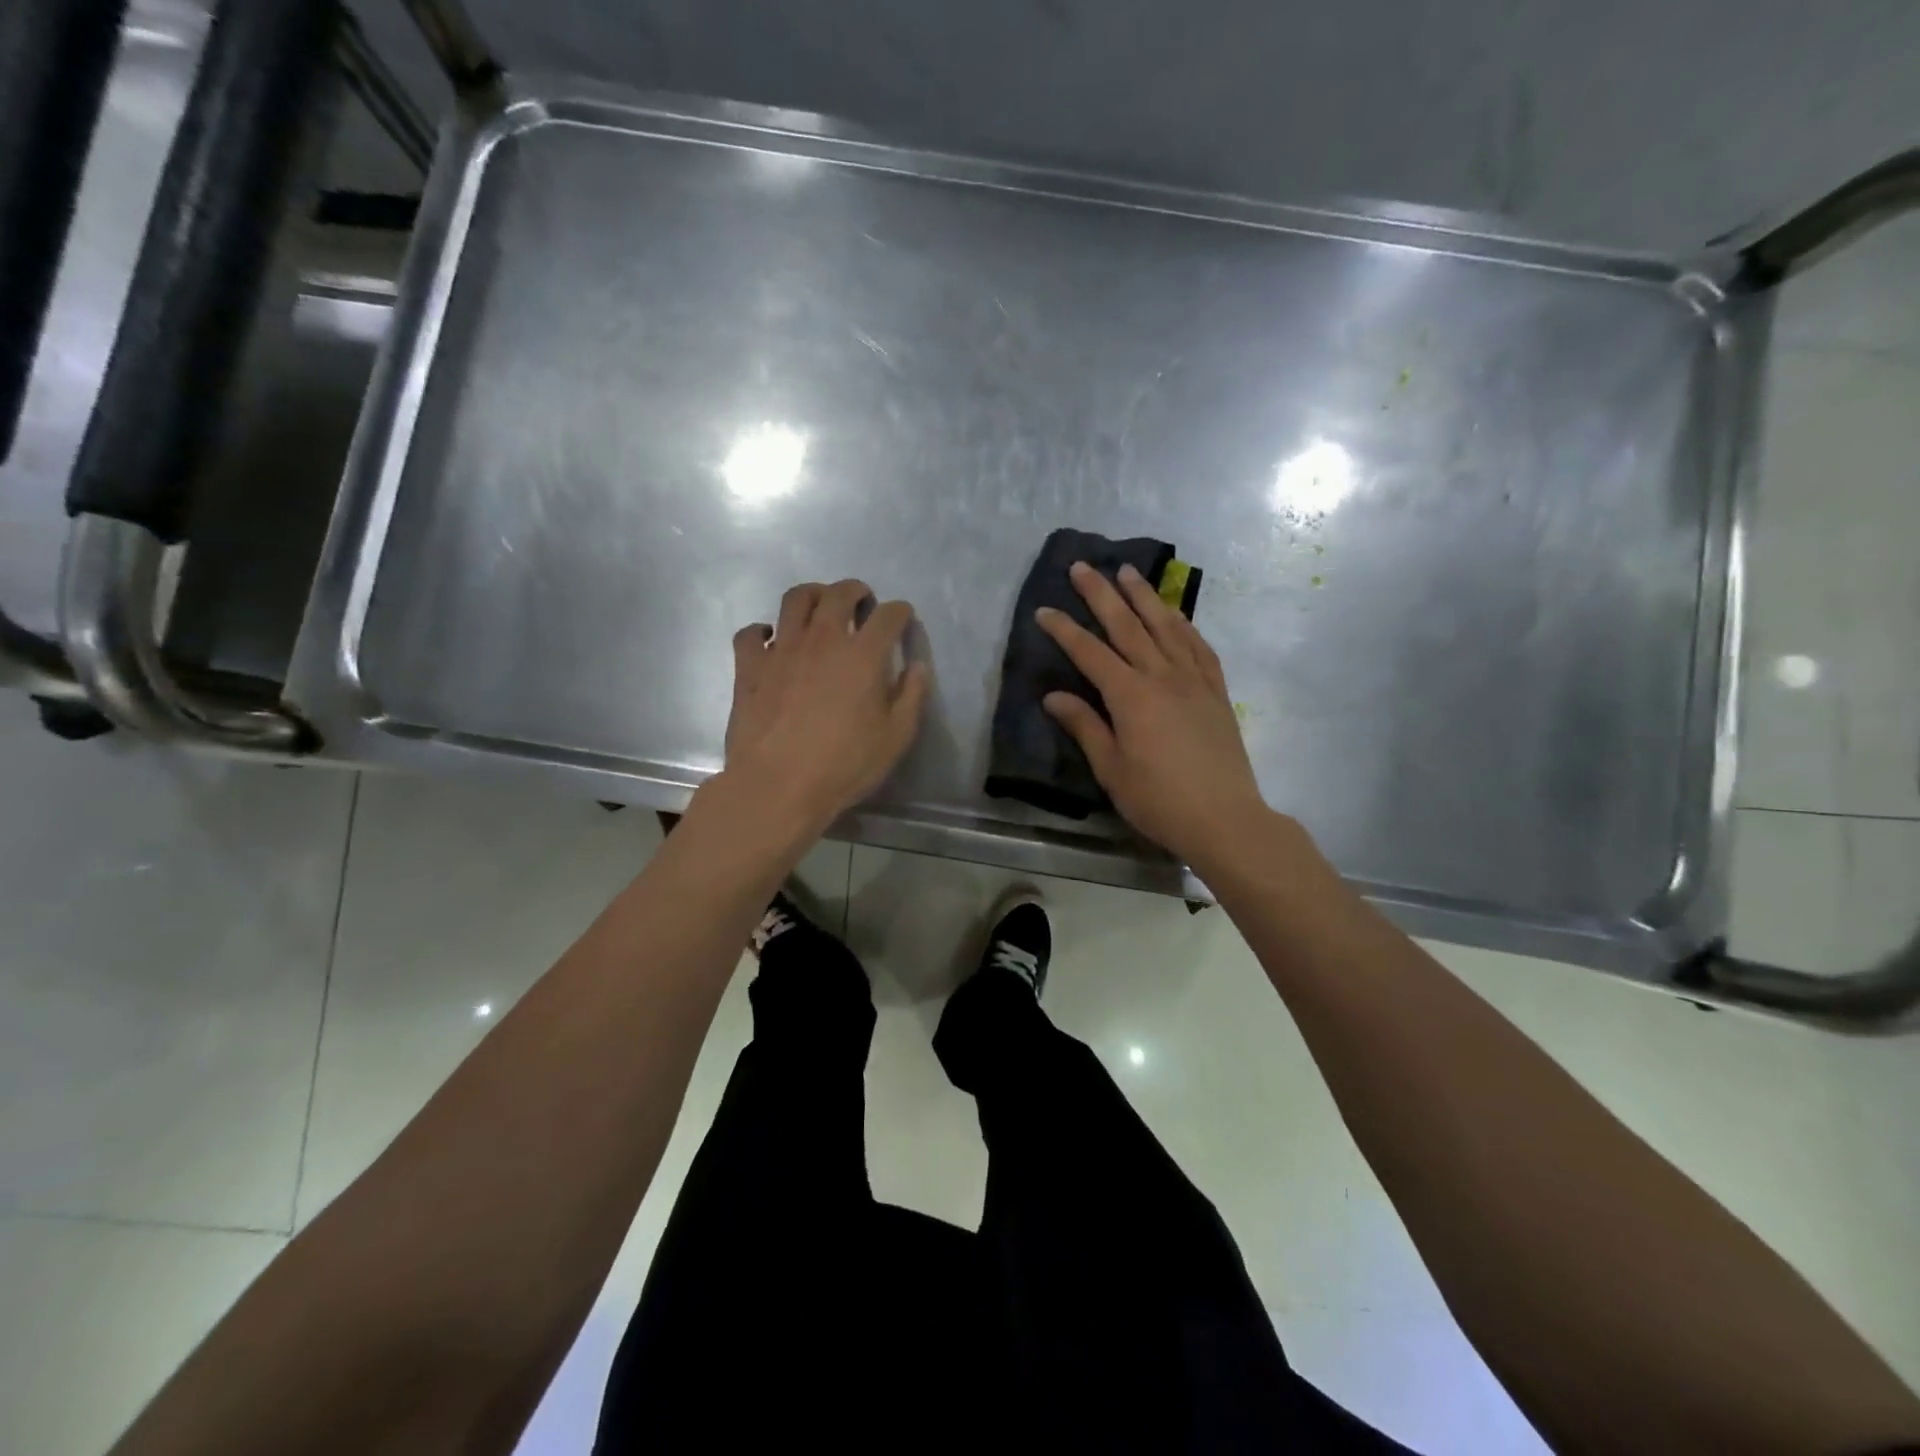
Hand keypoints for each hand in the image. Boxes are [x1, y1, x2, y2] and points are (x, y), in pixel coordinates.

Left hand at [722, 579, 929, 831]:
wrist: (778, 786)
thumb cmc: (845, 765)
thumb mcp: (896, 737)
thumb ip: (912, 696)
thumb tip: (918, 667)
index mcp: (863, 654)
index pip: (888, 615)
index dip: (900, 612)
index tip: (902, 619)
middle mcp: (823, 639)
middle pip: (839, 594)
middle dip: (855, 591)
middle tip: (860, 602)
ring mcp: (781, 649)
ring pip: (795, 599)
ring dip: (812, 595)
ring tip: (819, 607)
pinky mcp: (749, 667)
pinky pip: (750, 634)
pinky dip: (761, 631)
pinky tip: (770, 641)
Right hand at [1037, 562, 1267, 865]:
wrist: (1224, 818)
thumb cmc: (1159, 800)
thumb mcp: (1111, 769)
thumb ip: (1084, 726)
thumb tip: (1053, 695)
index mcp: (1131, 696)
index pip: (1090, 653)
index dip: (1065, 630)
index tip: (1044, 609)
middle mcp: (1162, 676)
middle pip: (1127, 626)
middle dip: (1102, 594)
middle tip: (1083, 566)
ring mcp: (1194, 680)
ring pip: (1166, 626)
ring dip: (1144, 596)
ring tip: (1128, 572)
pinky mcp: (1216, 691)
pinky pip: (1199, 647)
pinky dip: (1184, 625)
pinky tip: (1174, 614)